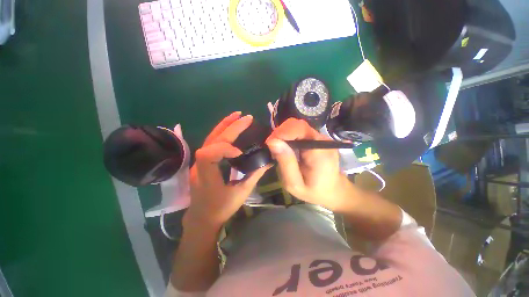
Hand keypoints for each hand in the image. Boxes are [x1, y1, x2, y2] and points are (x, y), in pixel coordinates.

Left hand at [186, 112, 270, 228]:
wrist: (202, 217)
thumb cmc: (221, 208)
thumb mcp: (241, 194)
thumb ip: (254, 175)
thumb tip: (268, 160)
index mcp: (206, 177)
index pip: (208, 154)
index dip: (224, 148)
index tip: (240, 152)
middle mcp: (199, 166)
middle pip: (212, 141)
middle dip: (230, 128)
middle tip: (246, 118)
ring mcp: (198, 161)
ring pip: (209, 138)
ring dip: (224, 125)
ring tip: (237, 115)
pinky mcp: (202, 160)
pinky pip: (211, 142)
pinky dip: (221, 131)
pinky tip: (230, 126)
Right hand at [265, 118, 353, 210]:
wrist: (334, 191)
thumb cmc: (314, 192)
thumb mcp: (295, 184)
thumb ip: (285, 163)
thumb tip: (273, 142)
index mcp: (319, 151)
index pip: (299, 128)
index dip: (281, 132)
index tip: (269, 143)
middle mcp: (322, 140)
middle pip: (297, 125)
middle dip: (281, 133)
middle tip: (272, 147)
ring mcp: (321, 138)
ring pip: (298, 127)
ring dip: (284, 135)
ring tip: (277, 148)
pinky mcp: (318, 139)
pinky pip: (300, 132)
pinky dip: (289, 137)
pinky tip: (286, 148)